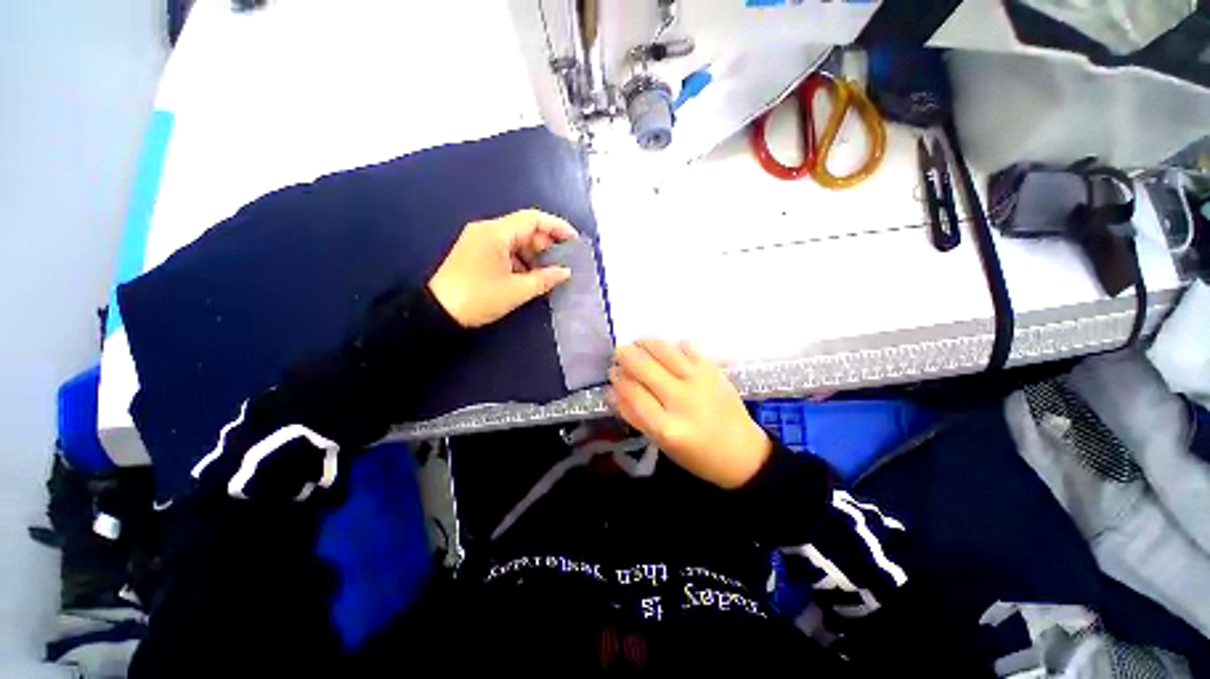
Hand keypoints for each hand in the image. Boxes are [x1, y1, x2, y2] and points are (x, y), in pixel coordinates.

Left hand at [429, 209, 577, 327]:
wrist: (437, 311)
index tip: (574, 241)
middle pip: (525, 229)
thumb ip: (545, 279)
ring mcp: (480, 241)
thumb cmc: (479, 298)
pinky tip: (531, 276)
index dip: (557, 227)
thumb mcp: (516, 291)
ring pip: (516, 241)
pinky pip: (506, 250)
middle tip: (564, 263)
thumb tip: (566, 272)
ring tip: (550, 273)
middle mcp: (487, 230)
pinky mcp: (477, 252)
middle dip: (546, 245)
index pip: (533, 219)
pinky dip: (521, 261)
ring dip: (534, 255)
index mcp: (496, 233)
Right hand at [610, 339, 771, 488]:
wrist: (742, 453)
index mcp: (667, 427)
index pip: (632, 391)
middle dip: (625, 355)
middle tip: (619, 354)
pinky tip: (668, 353)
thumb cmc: (696, 455)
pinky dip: (672, 346)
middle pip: (644, 366)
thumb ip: (633, 415)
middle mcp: (682, 400)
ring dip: (644, 344)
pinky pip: (687, 346)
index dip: (618, 378)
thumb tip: (612, 390)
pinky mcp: (714, 370)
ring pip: (663, 349)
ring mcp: (700, 381)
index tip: (613, 372)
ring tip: (638, 346)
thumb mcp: (660, 443)